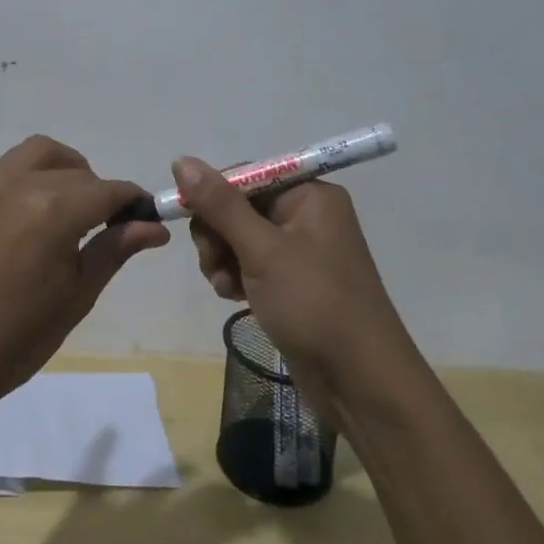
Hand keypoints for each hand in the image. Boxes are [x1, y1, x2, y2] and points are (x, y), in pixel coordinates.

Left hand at [0, 94, 170, 422]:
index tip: (141, 217)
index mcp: (54, 213)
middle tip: (100, 223)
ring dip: (59, 164)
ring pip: (32, 153)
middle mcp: (18, 186)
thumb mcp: (76, 296)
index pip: (107, 191)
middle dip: (96, 191)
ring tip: (66, 189)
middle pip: (73, 172)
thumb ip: (114, 249)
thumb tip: (156, 225)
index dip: (130, 202)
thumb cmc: (17, 338)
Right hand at [173, 157, 414, 418]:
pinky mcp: (292, 282)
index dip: (212, 194)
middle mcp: (306, 215)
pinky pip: (250, 263)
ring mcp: (299, 250)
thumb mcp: (262, 250)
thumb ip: (220, 205)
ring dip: (222, 258)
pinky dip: (236, 276)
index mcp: (309, 195)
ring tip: (225, 286)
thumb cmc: (314, 304)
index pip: (245, 175)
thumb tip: (182, 161)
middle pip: (238, 206)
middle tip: (213, 263)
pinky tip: (233, 297)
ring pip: (238, 237)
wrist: (361, 382)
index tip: (188, 220)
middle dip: (217, 234)